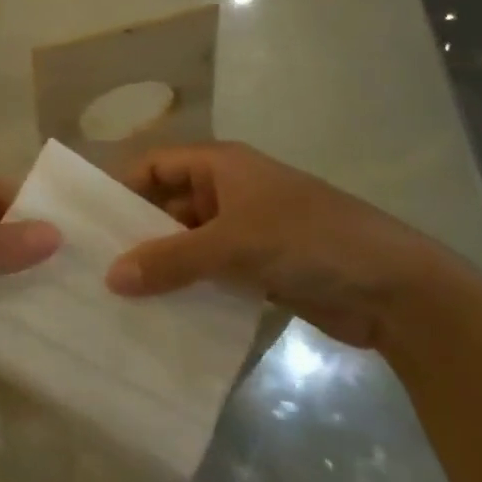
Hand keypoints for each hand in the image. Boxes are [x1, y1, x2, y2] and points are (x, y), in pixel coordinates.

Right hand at [106, 142, 453, 348]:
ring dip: (161, 266)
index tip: (87, 223)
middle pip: (167, 206)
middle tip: (93, 267)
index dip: (121, 188)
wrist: (394, 288)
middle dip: (136, 233)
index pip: (155, 166)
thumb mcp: (235, 243)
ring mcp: (244, 231)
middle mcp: (227, 192)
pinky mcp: (258, 268)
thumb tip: (111, 276)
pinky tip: (160, 316)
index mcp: (220, 165)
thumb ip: (172, 259)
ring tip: (117, 298)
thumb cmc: (310, 240)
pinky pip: (209, 274)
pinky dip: (188, 289)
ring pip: (187, 244)